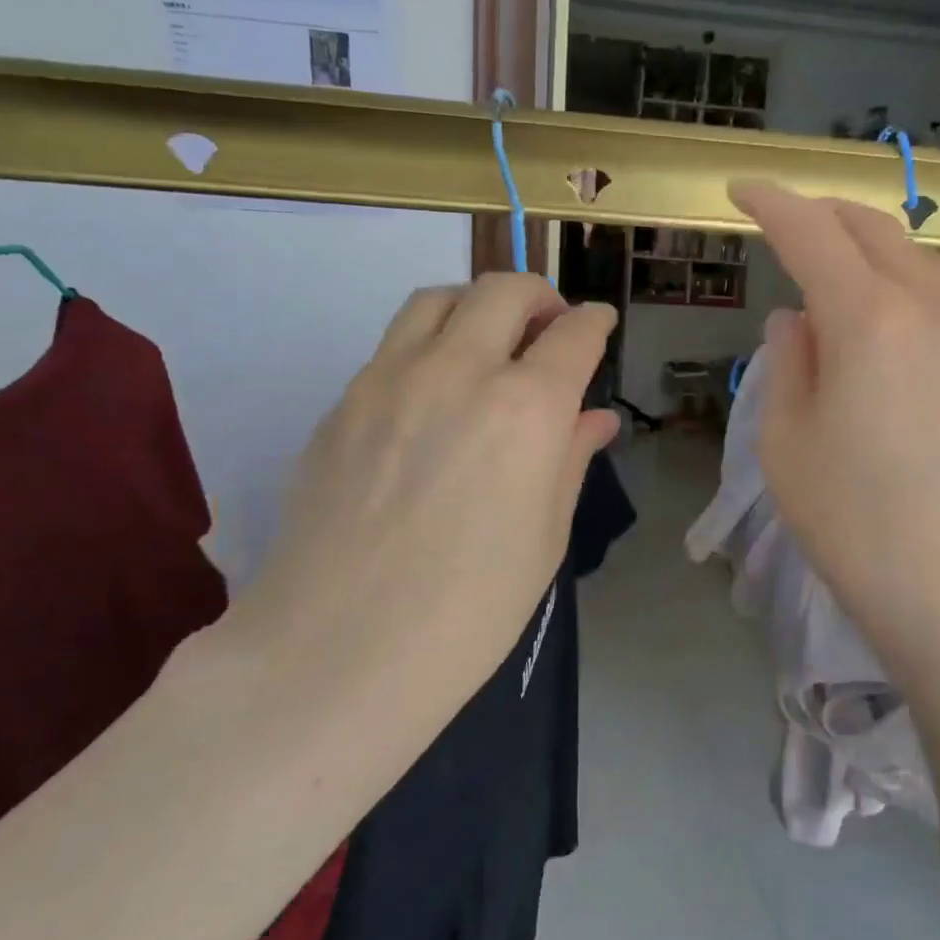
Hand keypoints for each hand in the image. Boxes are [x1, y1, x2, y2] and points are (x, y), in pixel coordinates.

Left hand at [225, 274, 618, 734]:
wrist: (340, 649)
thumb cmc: (470, 609)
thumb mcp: (544, 537)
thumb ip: (571, 460)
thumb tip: (595, 419)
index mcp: (525, 409)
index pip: (573, 337)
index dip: (594, 324)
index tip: (599, 326)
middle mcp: (458, 371)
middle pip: (503, 290)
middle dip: (539, 297)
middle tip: (549, 330)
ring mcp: (389, 379)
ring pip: (438, 300)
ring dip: (476, 306)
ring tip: (488, 344)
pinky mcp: (342, 402)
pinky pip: (393, 345)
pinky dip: (429, 346)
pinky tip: (433, 396)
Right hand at [731, 181, 939, 709]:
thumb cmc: (855, 525)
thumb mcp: (787, 445)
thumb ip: (788, 366)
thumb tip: (796, 320)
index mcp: (868, 319)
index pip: (812, 234)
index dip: (772, 204)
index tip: (741, 192)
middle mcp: (930, 311)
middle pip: (877, 232)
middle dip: (826, 214)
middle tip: (786, 222)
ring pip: (921, 263)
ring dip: (873, 249)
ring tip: (836, 271)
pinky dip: (906, 289)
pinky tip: (887, 327)